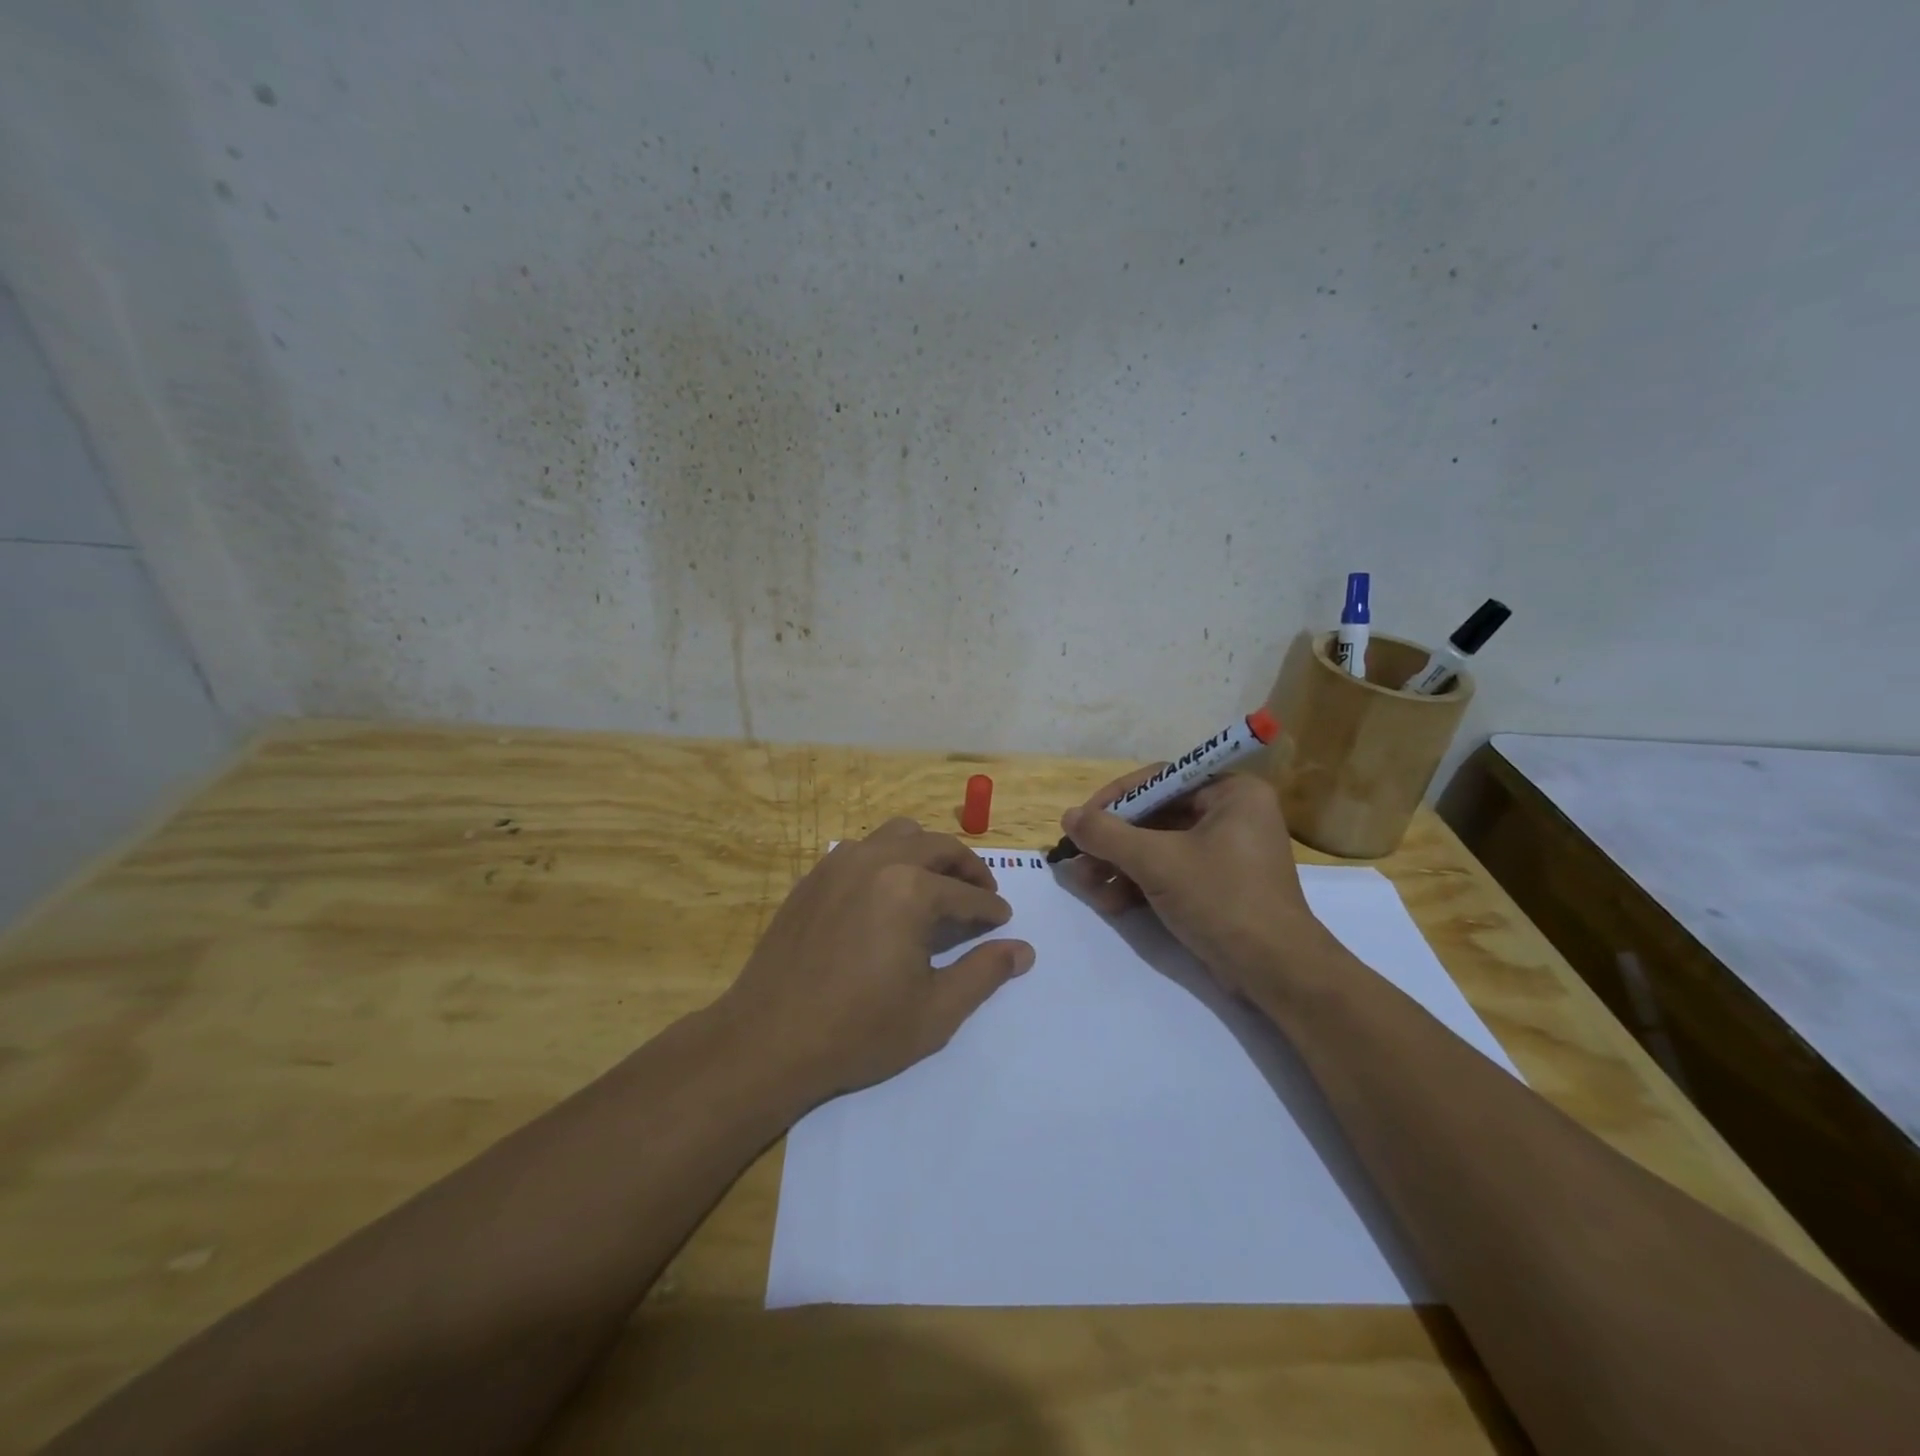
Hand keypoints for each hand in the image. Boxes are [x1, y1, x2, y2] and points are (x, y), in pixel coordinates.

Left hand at [719, 818, 1034, 1102]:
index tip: (1003, 922)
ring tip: (936, 886)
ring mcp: (839, 864)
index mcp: (910, 890)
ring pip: (898, 835)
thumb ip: (984, 973)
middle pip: (937, 846)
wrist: (768, 1040)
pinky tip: (886, 895)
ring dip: (926, 853)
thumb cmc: (859, 1030)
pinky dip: (887, 859)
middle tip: (982, 894)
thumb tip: (1023, 950)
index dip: (991, 909)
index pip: (966, 893)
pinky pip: (862, 849)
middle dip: (967, 869)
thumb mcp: (935, 1011)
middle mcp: (876, 861)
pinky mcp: (813, 877)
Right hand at [1059, 768, 1331, 999]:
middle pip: (1156, 816)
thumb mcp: (1157, 862)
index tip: (1080, 822)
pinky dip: (1140, 883)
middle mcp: (1232, 813)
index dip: (1115, 800)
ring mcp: (1227, 851)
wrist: (1276, 972)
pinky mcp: (1219, 884)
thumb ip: (1108, 835)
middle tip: (1078, 860)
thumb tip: (1068, 816)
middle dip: (1114, 842)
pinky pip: (1171, 870)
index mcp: (1231, 792)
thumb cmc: (1222, 900)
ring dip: (1120, 866)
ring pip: (1158, 846)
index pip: (1160, 781)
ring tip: (1089, 887)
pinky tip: (1111, 903)